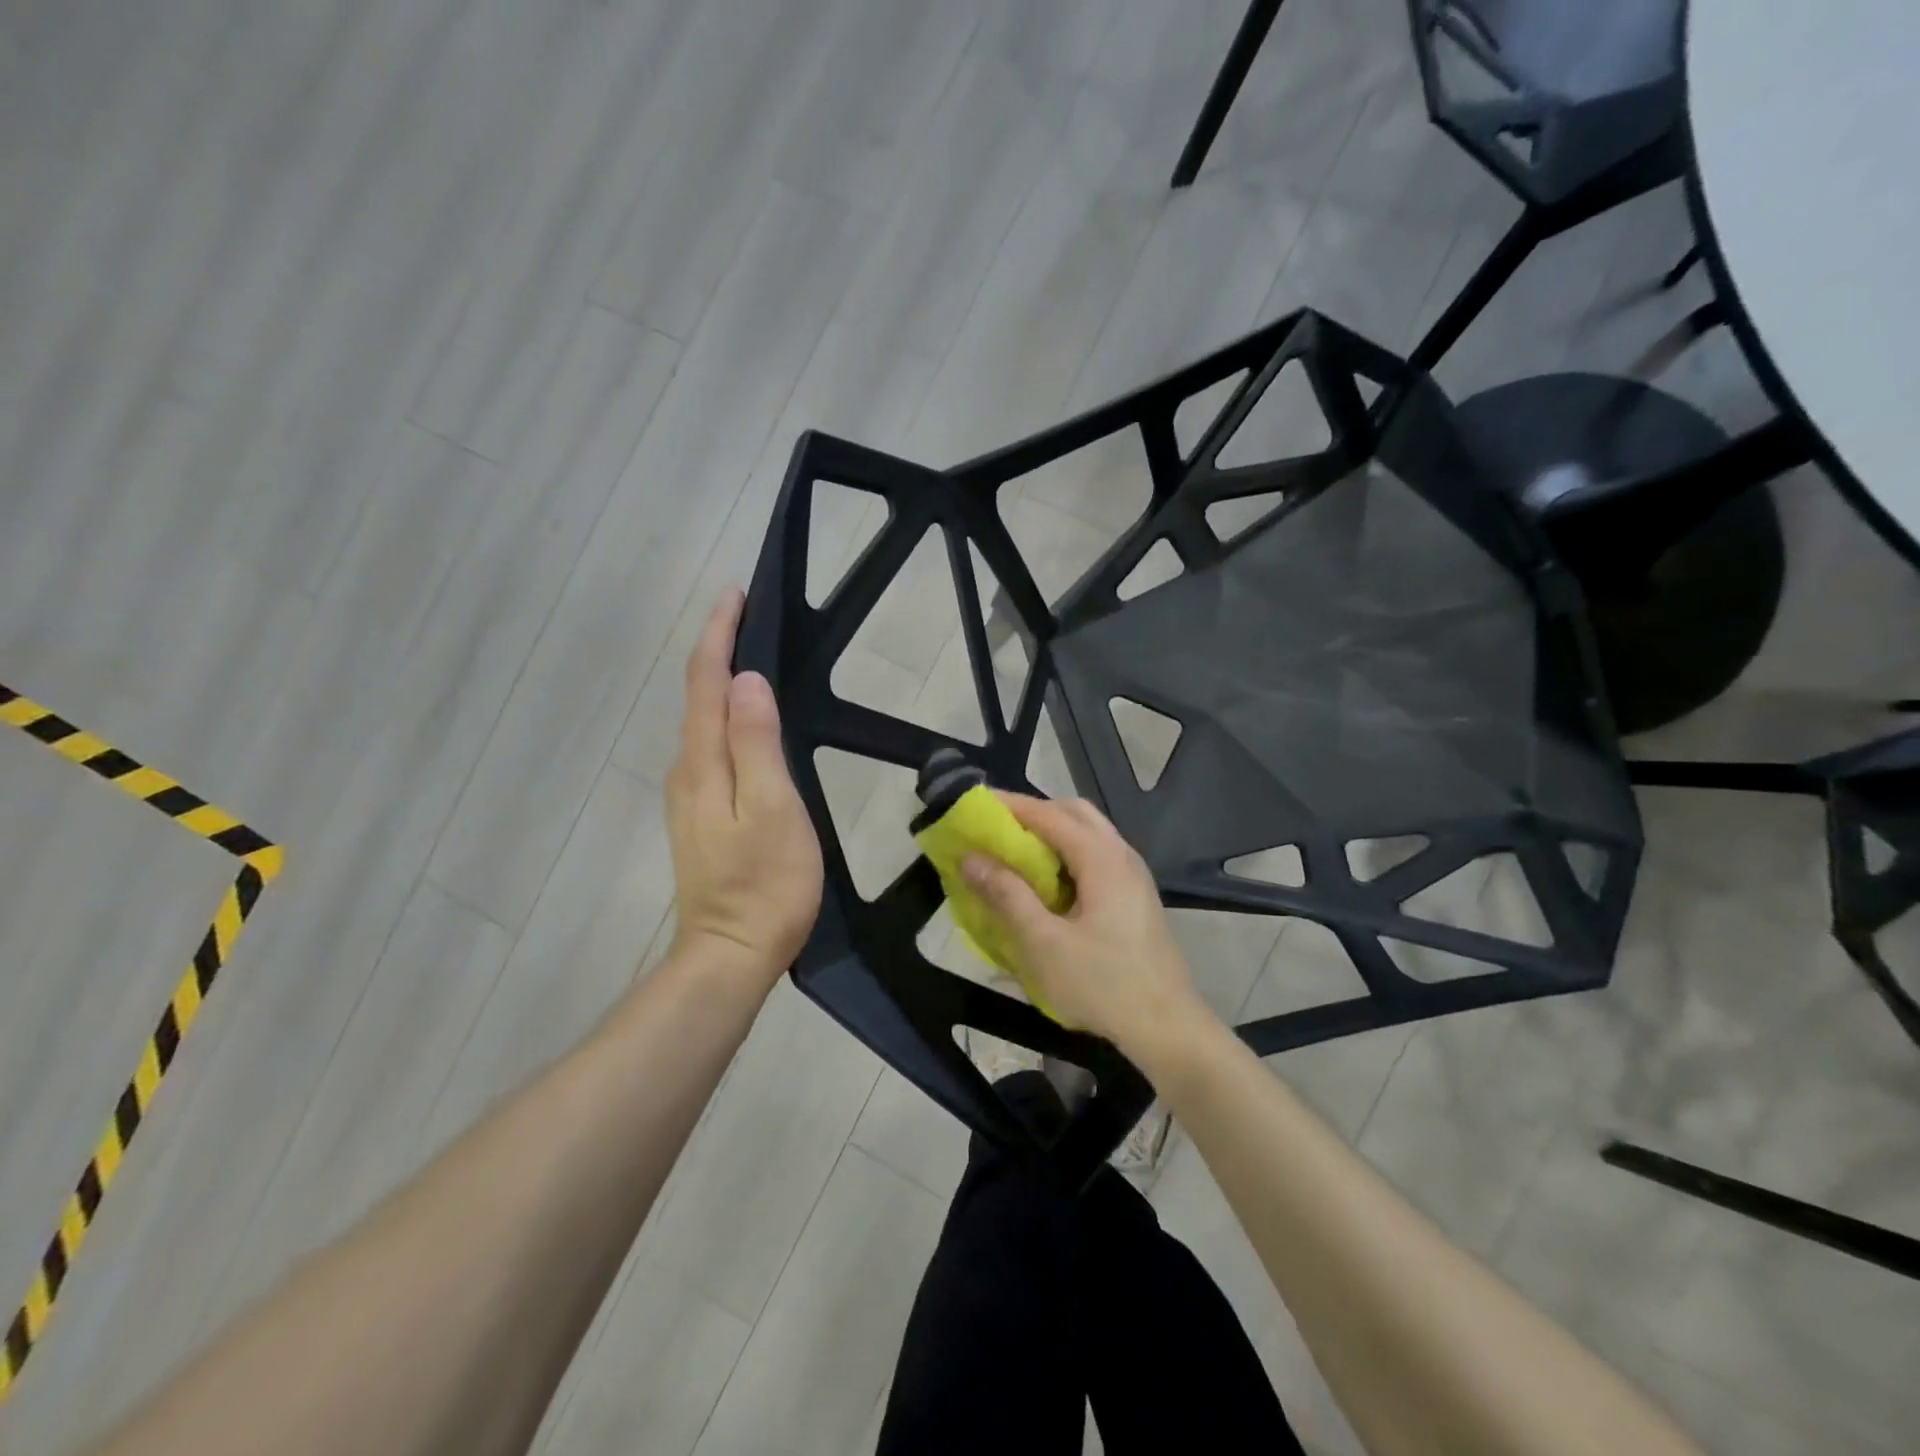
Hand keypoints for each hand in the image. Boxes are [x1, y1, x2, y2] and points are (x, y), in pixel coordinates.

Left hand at [664, 590, 822, 992]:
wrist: (732, 954)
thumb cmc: (764, 883)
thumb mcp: (772, 809)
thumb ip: (756, 743)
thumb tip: (746, 681)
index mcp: (704, 762)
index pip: (706, 683)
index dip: (719, 636)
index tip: (735, 594)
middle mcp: (688, 770)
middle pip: (699, 696)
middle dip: (718, 650)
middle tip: (748, 614)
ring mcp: (691, 796)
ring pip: (703, 722)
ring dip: (721, 682)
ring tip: (750, 653)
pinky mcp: (702, 815)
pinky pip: (712, 748)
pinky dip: (726, 717)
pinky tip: (746, 720)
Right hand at [961, 794, 1213, 1064]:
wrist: (1168, 1028)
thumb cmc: (1103, 984)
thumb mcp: (1044, 943)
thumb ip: (1007, 895)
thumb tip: (971, 858)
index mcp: (1102, 858)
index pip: (1048, 814)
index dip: (1009, 806)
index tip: (974, 805)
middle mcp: (1121, 855)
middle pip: (1073, 813)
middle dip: (1033, 813)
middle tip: (996, 828)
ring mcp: (1133, 876)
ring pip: (1088, 834)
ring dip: (1051, 833)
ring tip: (1015, 852)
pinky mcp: (1135, 897)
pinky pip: (1096, 856)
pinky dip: (1067, 854)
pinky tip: (1048, 883)